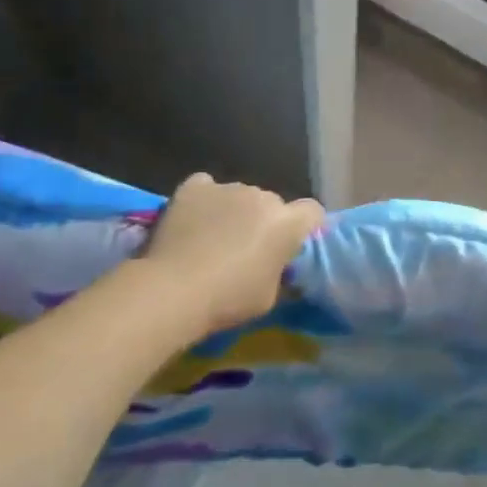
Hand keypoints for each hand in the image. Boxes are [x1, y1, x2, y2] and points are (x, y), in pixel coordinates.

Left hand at [141, 174, 323, 336]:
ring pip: (239, 195)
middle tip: (246, 250)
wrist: (174, 290)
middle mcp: (262, 196)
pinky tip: (192, 219)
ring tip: (211, 238)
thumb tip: (275, 263)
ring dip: (234, 211)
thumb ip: (279, 271)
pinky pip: (206, 187)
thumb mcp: (269, 297)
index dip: (305, 226)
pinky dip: (204, 199)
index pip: (312, 211)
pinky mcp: (195, 187)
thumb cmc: (228, 299)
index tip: (291, 244)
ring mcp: (227, 187)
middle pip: (272, 203)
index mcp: (286, 223)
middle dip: (264, 221)